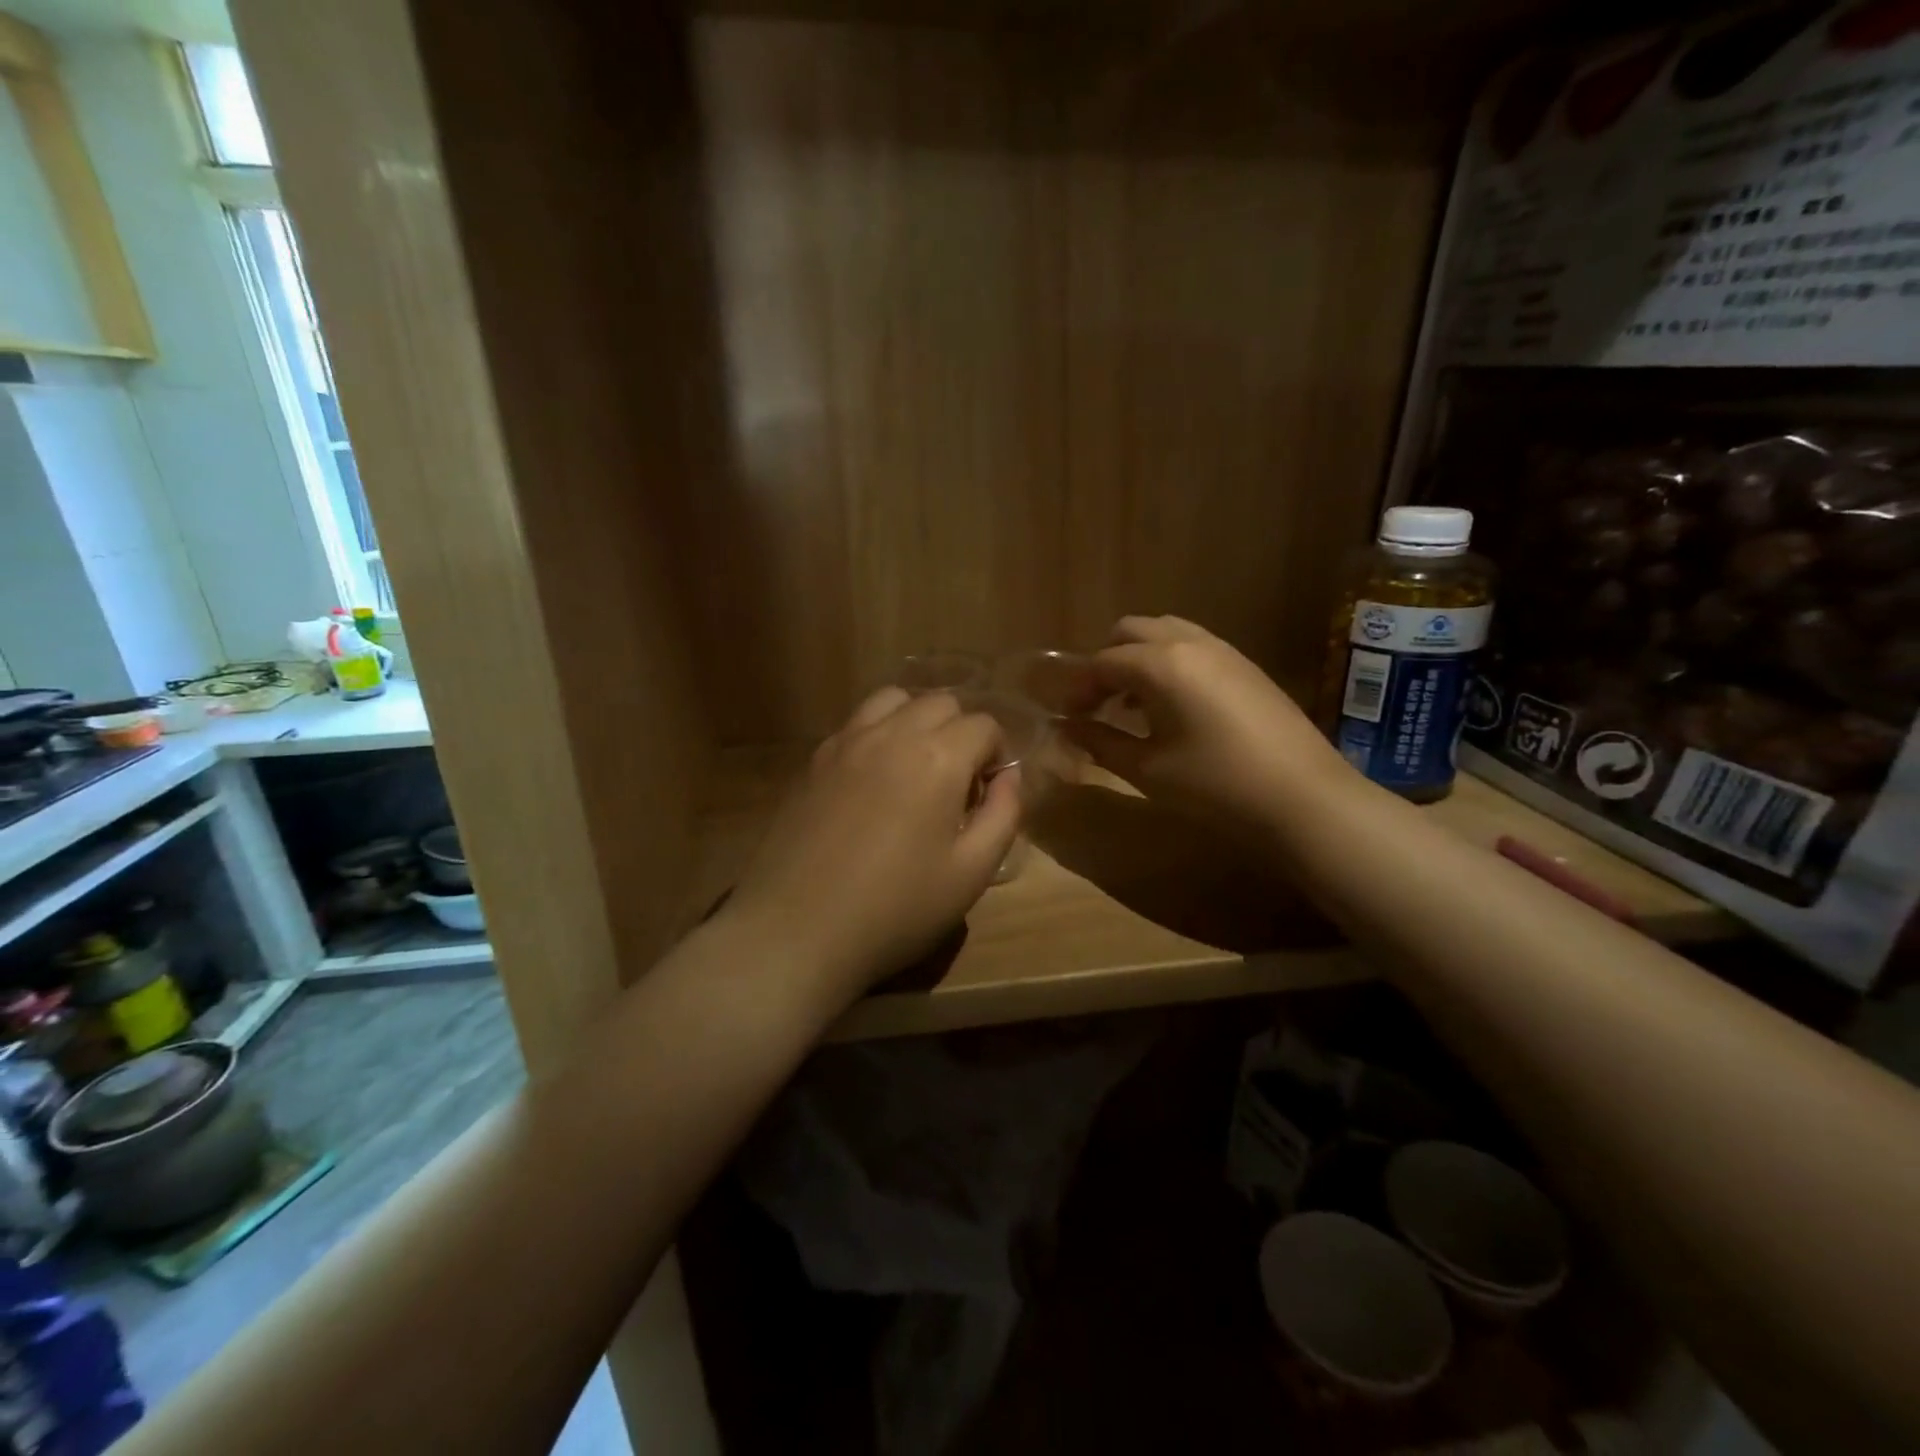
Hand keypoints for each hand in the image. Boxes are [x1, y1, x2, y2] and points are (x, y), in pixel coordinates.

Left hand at [726, 688, 1022, 1002]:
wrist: (797, 929)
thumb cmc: (896, 908)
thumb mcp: (971, 872)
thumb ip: (1003, 815)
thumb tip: (1009, 777)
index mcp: (938, 757)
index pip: (984, 725)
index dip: (996, 755)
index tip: (987, 793)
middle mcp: (892, 733)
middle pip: (940, 702)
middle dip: (960, 732)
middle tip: (956, 783)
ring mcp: (846, 741)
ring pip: (893, 699)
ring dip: (916, 721)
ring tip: (915, 768)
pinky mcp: (814, 759)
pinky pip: (856, 723)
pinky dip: (878, 733)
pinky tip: (873, 780)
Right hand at [1062, 615, 1346, 834]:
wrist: (1303, 797)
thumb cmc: (1215, 785)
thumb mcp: (1148, 769)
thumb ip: (1101, 742)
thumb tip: (1068, 729)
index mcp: (1161, 664)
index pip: (1103, 662)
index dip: (1079, 687)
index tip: (1067, 717)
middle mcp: (1190, 643)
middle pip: (1131, 631)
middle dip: (1106, 661)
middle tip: (1098, 703)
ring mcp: (1223, 650)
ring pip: (1165, 632)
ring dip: (1139, 658)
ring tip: (1133, 704)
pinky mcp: (1246, 666)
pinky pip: (1193, 646)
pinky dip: (1169, 663)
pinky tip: (1173, 707)